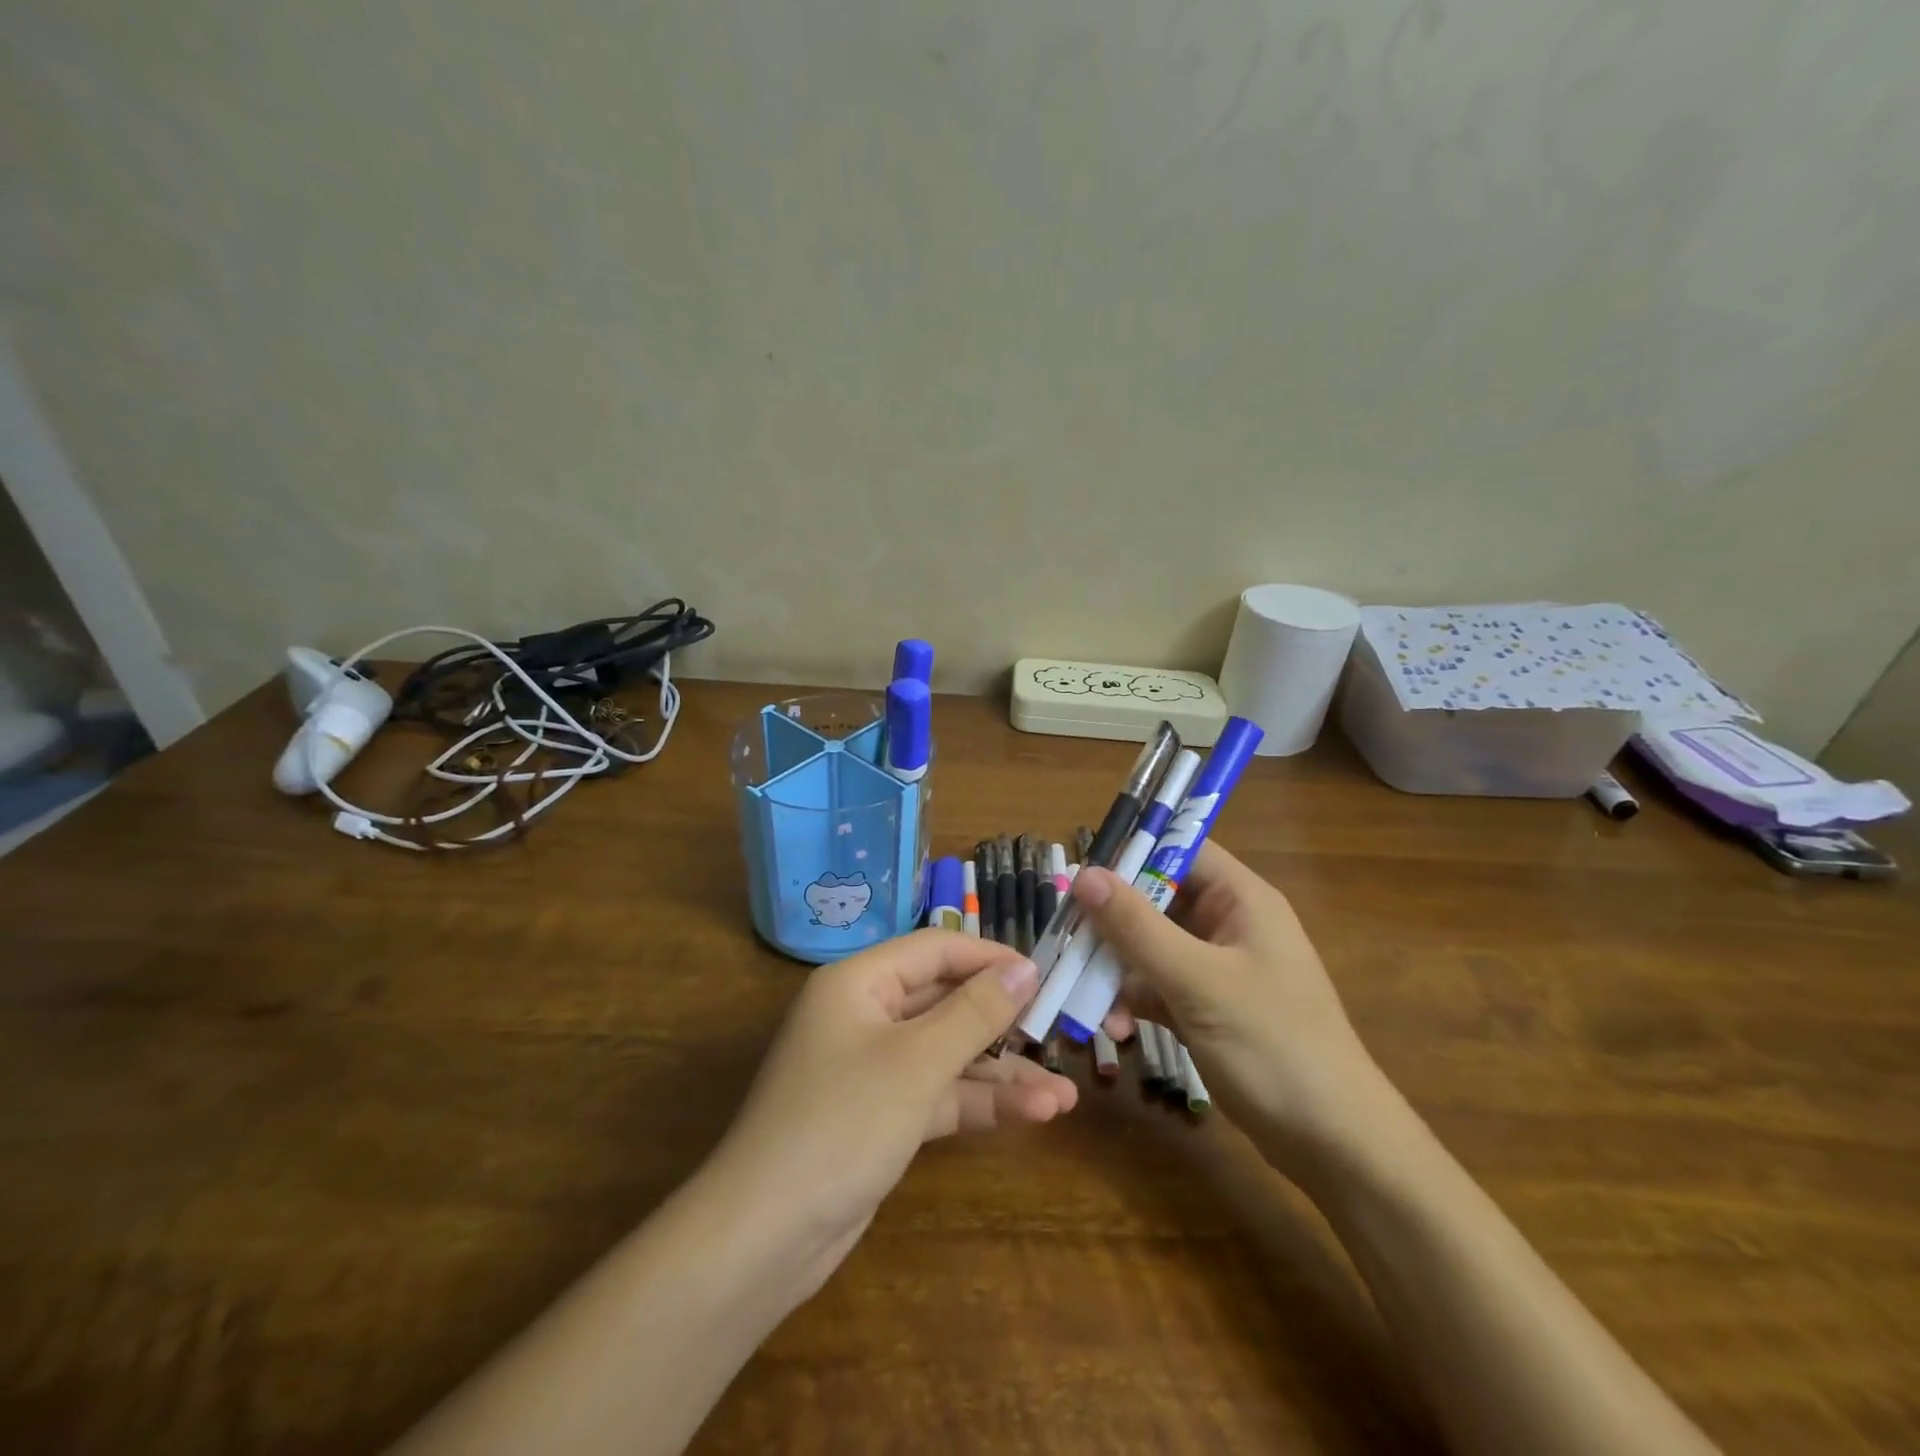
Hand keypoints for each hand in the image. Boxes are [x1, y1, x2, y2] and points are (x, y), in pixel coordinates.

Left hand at [703, 930, 1076, 1297]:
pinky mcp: (882, 1115)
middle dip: (1003, 1022)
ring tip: (1065, 1094)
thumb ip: (976, 1011)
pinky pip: (938, 1093)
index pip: (935, 950)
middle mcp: (865, 1015)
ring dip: (1001, 1074)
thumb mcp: (918, 1061)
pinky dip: (979, 1103)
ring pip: (948, 1054)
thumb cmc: (842, 1123)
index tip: (1046, 973)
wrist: (766, 1238)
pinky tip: (1034, 1115)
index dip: (990, 958)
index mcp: (860, 982)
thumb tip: (1026, 965)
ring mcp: (873, 1068)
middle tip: (1060, 1031)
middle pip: (945, 1001)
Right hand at [1071, 841, 1397, 1176]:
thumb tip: (1083, 873)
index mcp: (1241, 899)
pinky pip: (1157, 986)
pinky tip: (1114, 1028)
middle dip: (1112, 921)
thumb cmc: (1273, 1046)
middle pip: (1157, 899)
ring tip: (1086, 994)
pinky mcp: (1207, 1007)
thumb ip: (1137, 926)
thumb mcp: (1198, 981)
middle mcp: (1228, 924)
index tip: (1080, 873)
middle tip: (1067, 937)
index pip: (1180, 851)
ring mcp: (1217, 968)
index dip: (1131, 853)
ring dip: (1117, 967)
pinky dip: (1133, 999)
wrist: (1334, 1145)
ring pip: (1151, 946)